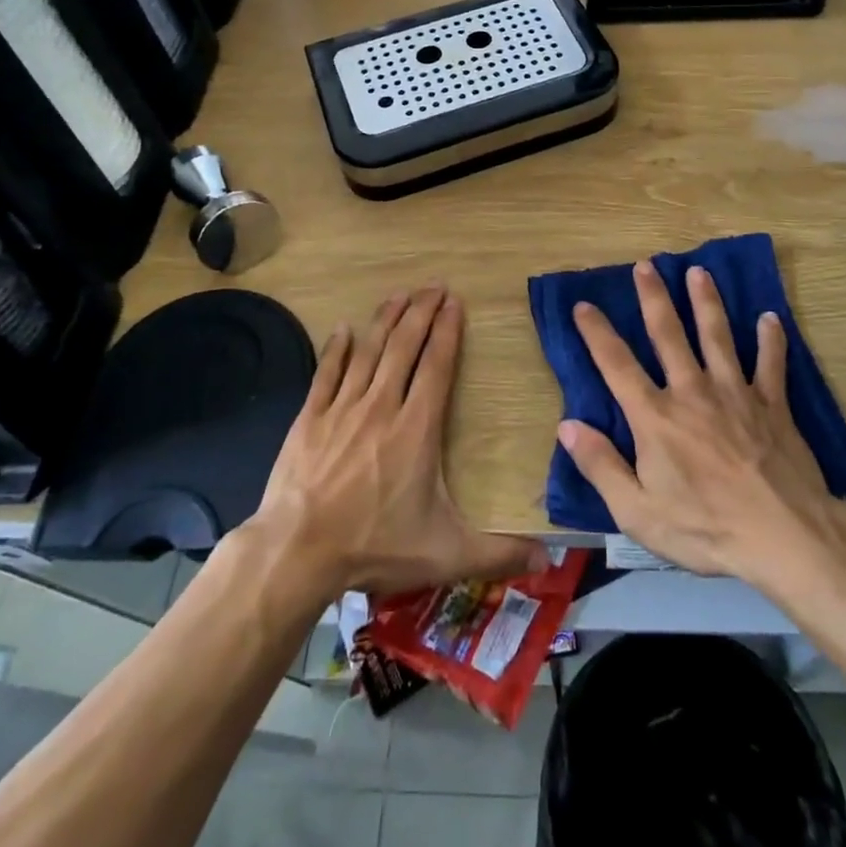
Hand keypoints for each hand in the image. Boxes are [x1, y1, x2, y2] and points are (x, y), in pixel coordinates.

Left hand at [254, 286, 546, 597]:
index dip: (448, 331)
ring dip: (385, 320)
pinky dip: (337, 349)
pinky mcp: (310, 418)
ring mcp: (342, 409)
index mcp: (417, 427)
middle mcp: (381, 406)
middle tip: (433, 285)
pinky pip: (327, 373)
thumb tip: (548, 560)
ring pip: (369, 351)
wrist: (296, 552)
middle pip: (405, 347)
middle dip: (421, 312)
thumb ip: (498, 553)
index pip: (437, 366)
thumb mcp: (445, 554)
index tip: (455, 303)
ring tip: (399, 294)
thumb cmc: (374, 546)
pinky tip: (343, 328)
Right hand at [559, 262, 844, 588]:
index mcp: (655, 417)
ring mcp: (736, 394)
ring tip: (699, 272)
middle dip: (654, 298)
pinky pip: (771, 364)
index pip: (617, 365)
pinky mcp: (773, 405)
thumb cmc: (705, 529)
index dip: (597, 333)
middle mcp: (692, 392)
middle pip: (668, 334)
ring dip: (706, 302)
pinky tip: (770, 318)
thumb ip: (601, 466)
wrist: (784, 537)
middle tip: (646, 265)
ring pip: (717, 336)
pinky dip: (771, 339)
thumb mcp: (638, 512)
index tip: (584, 305)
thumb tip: (567, 425)